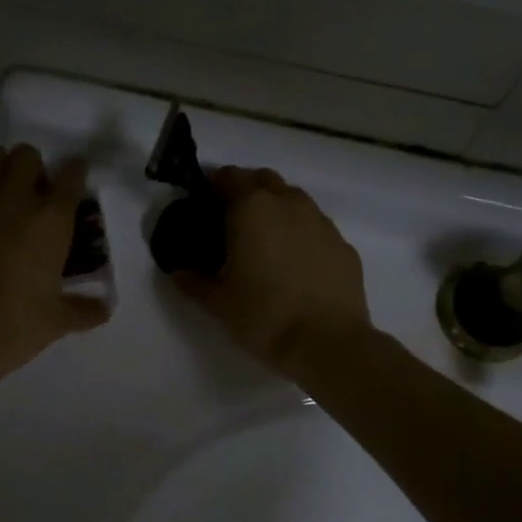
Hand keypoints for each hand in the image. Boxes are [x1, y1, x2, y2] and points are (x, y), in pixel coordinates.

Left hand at [0, 144, 109, 389]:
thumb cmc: (11, 331)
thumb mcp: (55, 323)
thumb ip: (84, 311)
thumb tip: (106, 309)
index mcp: (50, 223)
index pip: (71, 178)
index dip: (75, 171)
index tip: (75, 175)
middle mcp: (13, 201)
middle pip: (27, 156)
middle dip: (33, 167)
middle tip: (31, 191)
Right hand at [174, 167, 369, 378]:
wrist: (328, 344)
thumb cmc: (263, 317)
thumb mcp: (217, 303)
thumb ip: (193, 281)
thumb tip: (177, 270)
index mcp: (252, 209)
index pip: (228, 177)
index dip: (213, 185)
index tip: (203, 203)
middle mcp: (289, 204)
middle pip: (264, 180)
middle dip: (246, 190)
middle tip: (231, 218)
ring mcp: (321, 222)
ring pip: (294, 200)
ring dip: (276, 208)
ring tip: (264, 240)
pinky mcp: (344, 245)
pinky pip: (316, 227)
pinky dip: (301, 233)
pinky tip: (295, 262)